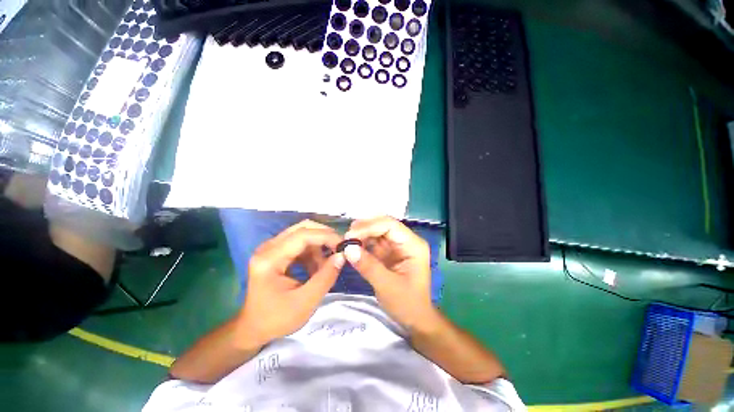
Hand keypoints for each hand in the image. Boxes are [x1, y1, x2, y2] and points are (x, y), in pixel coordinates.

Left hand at [237, 220, 344, 346]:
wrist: (253, 329)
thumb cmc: (277, 319)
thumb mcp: (306, 302)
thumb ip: (326, 277)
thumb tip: (342, 255)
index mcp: (270, 259)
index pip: (302, 235)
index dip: (326, 236)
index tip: (344, 245)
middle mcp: (268, 248)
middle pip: (302, 228)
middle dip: (324, 236)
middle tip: (339, 249)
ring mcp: (271, 249)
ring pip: (302, 235)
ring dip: (319, 246)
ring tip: (327, 266)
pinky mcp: (275, 253)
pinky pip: (299, 244)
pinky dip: (312, 253)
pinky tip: (316, 269)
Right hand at [344, 216, 438, 332]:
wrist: (415, 319)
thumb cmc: (407, 304)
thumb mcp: (387, 287)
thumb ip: (368, 266)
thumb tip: (348, 249)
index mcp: (413, 245)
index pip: (390, 225)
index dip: (369, 226)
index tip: (350, 235)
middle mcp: (406, 241)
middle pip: (383, 225)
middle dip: (364, 228)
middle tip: (346, 237)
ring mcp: (398, 246)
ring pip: (377, 232)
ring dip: (362, 234)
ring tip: (346, 241)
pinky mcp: (389, 252)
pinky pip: (374, 242)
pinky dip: (363, 243)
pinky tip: (353, 247)